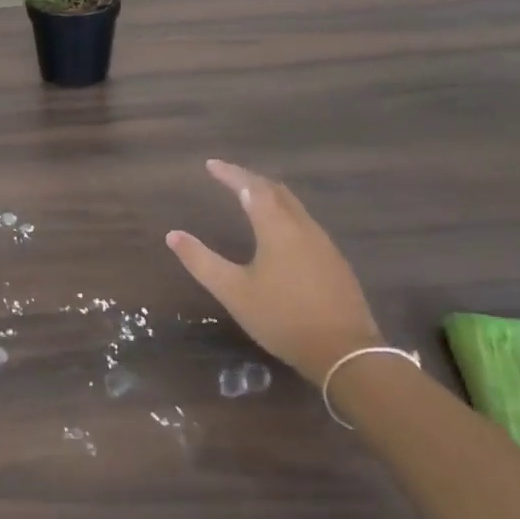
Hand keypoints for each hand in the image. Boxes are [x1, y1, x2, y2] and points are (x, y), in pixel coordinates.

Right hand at [166, 160, 381, 383]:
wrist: (346, 354)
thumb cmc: (283, 318)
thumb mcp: (234, 292)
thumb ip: (201, 261)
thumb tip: (173, 235)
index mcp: (277, 228)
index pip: (251, 188)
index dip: (230, 173)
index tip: (211, 164)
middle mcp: (303, 227)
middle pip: (276, 191)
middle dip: (250, 179)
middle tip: (228, 176)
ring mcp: (324, 244)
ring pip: (294, 206)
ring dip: (269, 195)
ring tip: (250, 196)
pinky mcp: (334, 262)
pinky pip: (304, 223)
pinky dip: (284, 213)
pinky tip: (278, 230)